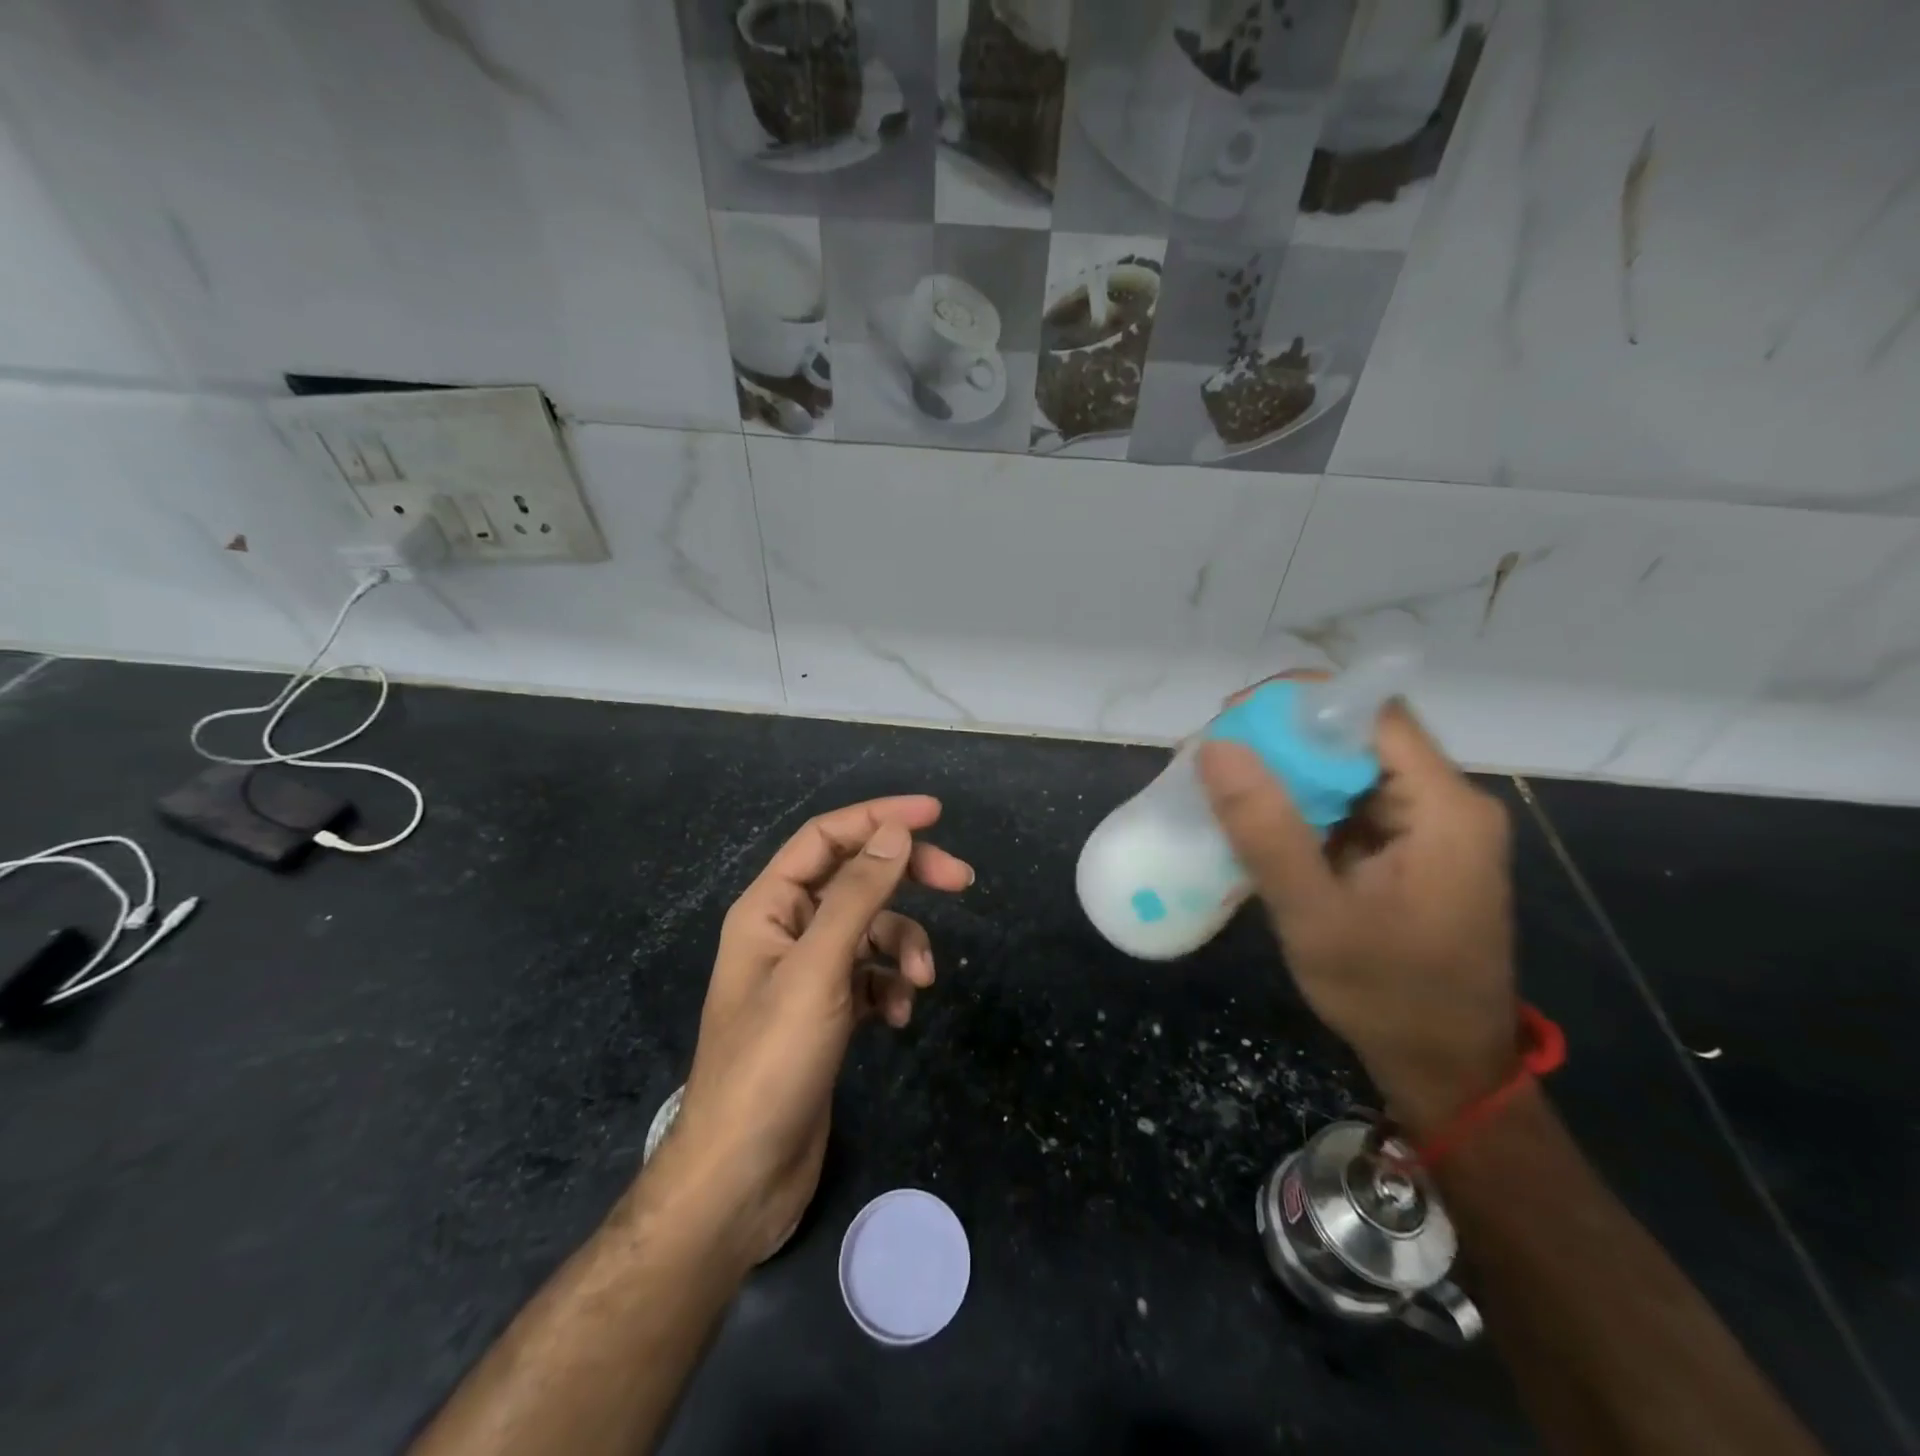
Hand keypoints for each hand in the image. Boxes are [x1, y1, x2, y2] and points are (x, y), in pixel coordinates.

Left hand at [652, 796, 972, 1263]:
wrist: (743, 1177)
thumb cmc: (772, 1062)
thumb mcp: (819, 969)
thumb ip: (859, 894)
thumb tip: (896, 832)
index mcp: (769, 907)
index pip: (827, 837)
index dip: (879, 817)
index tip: (935, 814)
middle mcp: (787, 930)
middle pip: (856, 879)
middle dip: (908, 878)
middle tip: (962, 881)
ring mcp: (807, 974)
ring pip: (871, 931)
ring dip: (904, 947)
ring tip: (921, 983)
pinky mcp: (826, 1013)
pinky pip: (870, 976)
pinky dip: (890, 988)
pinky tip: (895, 1020)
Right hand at [1197, 697, 1518, 1136]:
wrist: (1446, 1069)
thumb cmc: (1387, 995)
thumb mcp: (1314, 915)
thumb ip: (1265, 830)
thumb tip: (1215, 747)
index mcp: (1444, 808)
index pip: (1372, 713)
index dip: (1300, 702)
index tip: (1232, 717)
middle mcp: (1446, 803)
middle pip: (1358, 736)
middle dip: (1281, 736)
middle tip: (1211, 752)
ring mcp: (1430, 828)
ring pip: (1349, 768)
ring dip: (1286, 770)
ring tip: (1219, 781)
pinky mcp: (1410, 851)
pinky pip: (1349, 804)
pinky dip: (1300, 804)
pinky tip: (1254, 819)